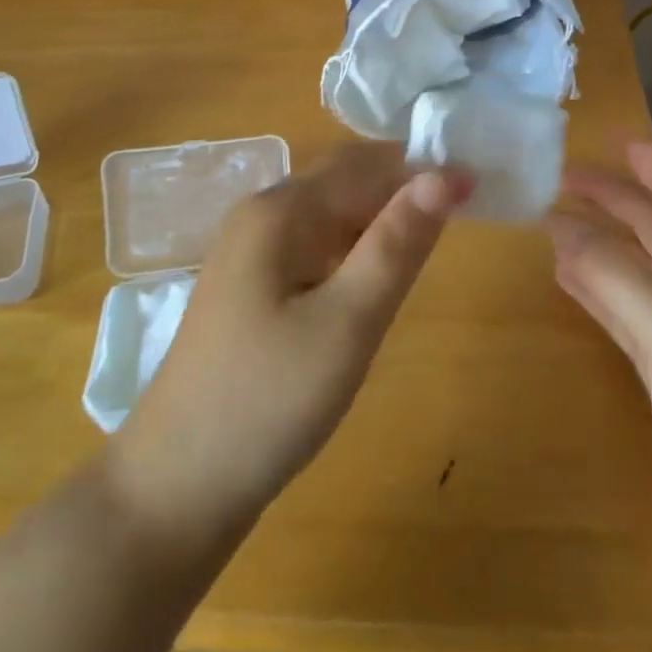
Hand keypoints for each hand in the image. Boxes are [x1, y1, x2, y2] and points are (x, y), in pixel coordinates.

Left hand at [107, 143, 470, 541]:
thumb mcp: (348, 322)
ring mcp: (249, 251)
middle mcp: (260, 214)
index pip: (364, 164)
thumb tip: (444, 175)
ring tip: (427, 244)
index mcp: (280, 209)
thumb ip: (397, 245)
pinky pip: (312, 247)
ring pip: (329, 215)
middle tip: (460, 215)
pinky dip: (351, 250)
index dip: (420, 169)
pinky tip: (372, 279)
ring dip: (378, 220)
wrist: (175, 487)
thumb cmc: (269, 399)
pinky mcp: (249, 286)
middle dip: (400, 189)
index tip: (476, 186)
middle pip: (343, 182)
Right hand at [548, 142, 651, 564]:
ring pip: (637, 269)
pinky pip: (625, 312)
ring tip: (551, 220)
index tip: (611, 140)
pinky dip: (596, 289)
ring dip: (599, 243)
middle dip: (614, 200)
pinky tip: (565, 277)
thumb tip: (560, 226)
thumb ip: (615, 274)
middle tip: (561, 179)